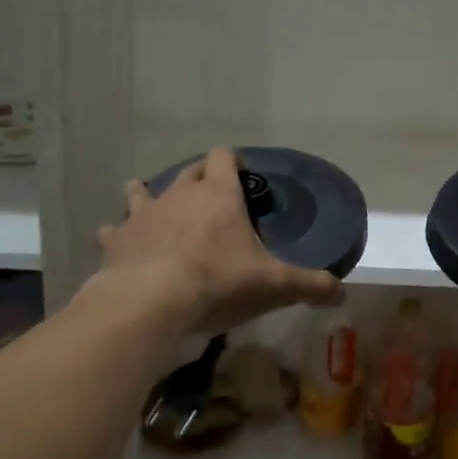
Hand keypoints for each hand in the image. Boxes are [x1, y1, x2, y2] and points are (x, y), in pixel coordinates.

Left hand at [96, 147, 344, 335]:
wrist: (150, 302)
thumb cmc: (218, 282)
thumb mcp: (273, 285)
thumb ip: (310, 285)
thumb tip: (342, 292)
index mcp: (218, 194)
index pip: (223, 156)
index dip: (232, 161)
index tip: (240, 173)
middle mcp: (179, 194)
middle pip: (188, 171)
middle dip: (199, 179)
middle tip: (210, 199)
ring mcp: (143, 214)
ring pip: (143, 192)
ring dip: (150, 197)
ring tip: (156, 208)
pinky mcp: (116, 240)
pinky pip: (115, 230)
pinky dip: (120, 235)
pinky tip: (120, 244)